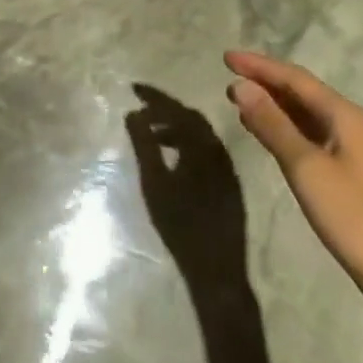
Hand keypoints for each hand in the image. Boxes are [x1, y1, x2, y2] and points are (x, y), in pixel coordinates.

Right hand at [126, 83, 248, 286]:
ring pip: (199, 135)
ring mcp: (227, 168)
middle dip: (165, 111)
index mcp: (203, 146)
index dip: (154, 97)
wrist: (217, 273)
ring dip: (175, 129)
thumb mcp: (155, 183)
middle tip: (141, 110)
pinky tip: (174, 156)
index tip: (134, 89)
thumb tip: (132, 113)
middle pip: (190, 119)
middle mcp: (219, 150)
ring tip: (152, 135)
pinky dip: (187, 145)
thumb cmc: (182, 226)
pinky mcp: (229, 185)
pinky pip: (206, 151)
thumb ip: (144, 145)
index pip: (177, 109)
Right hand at [224, 50, 362, 311]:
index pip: (294, 77)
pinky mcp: (352, 173)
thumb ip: (272, 124)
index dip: (259, 65)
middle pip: (302, 92)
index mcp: (344, 114)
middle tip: (230, 80)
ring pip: (307, 114)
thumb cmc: (352, 216)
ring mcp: (354, 149)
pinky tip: (269, 134)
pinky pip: (312, 134)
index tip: (226, 58)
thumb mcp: (305, 167)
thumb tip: (240, 86)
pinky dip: (287, 127)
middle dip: (265, 83)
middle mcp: (351, 123)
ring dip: (274, 106)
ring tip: (242, 103)